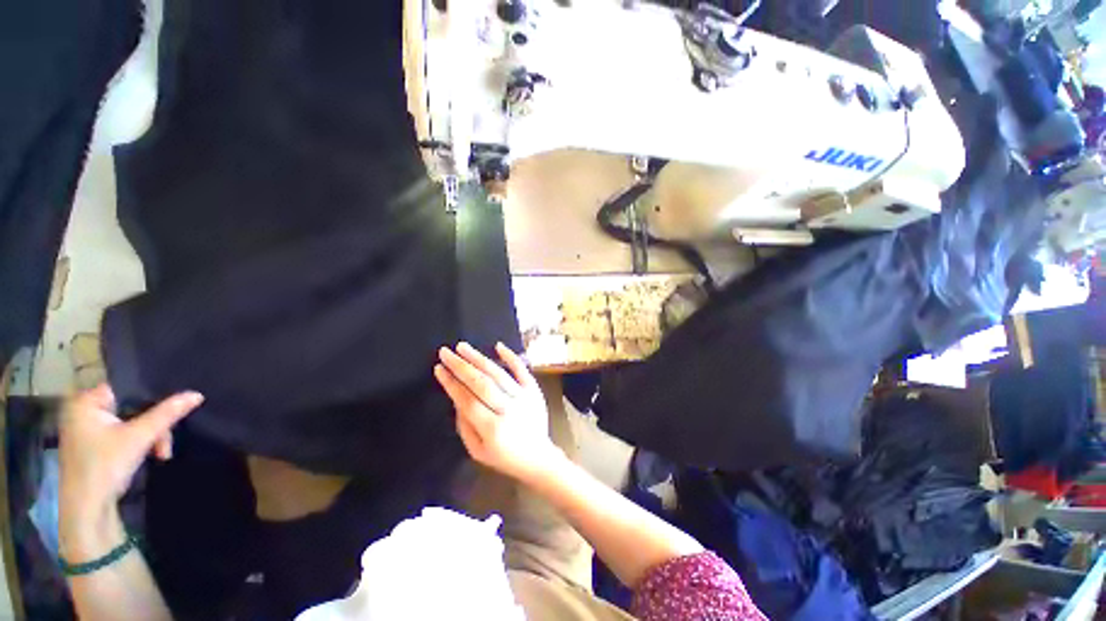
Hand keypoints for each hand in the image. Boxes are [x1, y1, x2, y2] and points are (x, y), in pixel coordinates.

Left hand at [60, 384, 202, 526]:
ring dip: (150, 436)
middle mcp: (82, 411)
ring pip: (130, 422)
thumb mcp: (141, 437)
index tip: (170, 408)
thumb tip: (197, 394)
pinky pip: (123, 433)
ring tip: (161, 453)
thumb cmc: (105, 465)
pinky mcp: (93, 445)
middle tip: (164, 443)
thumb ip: (167, 413)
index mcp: (85, 402)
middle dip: (153, 425)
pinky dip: (139, 442)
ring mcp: (86, 429)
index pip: (126, 388)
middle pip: (130, 407)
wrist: (88, 508)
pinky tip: (150, 454)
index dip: (151, 396)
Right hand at [435, 342, 563, 482]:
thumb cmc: (505, 457)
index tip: (438, 369)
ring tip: (462, 347)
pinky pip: (522, 370)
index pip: (467, 401)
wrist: (538, 458)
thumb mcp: (478, 451)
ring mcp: (524, 397)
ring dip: (479, 358)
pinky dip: (511, 357)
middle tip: (445, 352)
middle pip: (481, 383)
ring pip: (498, 374)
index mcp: (492, 429)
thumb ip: (464, 425)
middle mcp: (508, 409)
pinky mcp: (534, 391)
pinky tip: (498, 346)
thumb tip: (456, 397)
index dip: (451, 384)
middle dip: (461, 366)